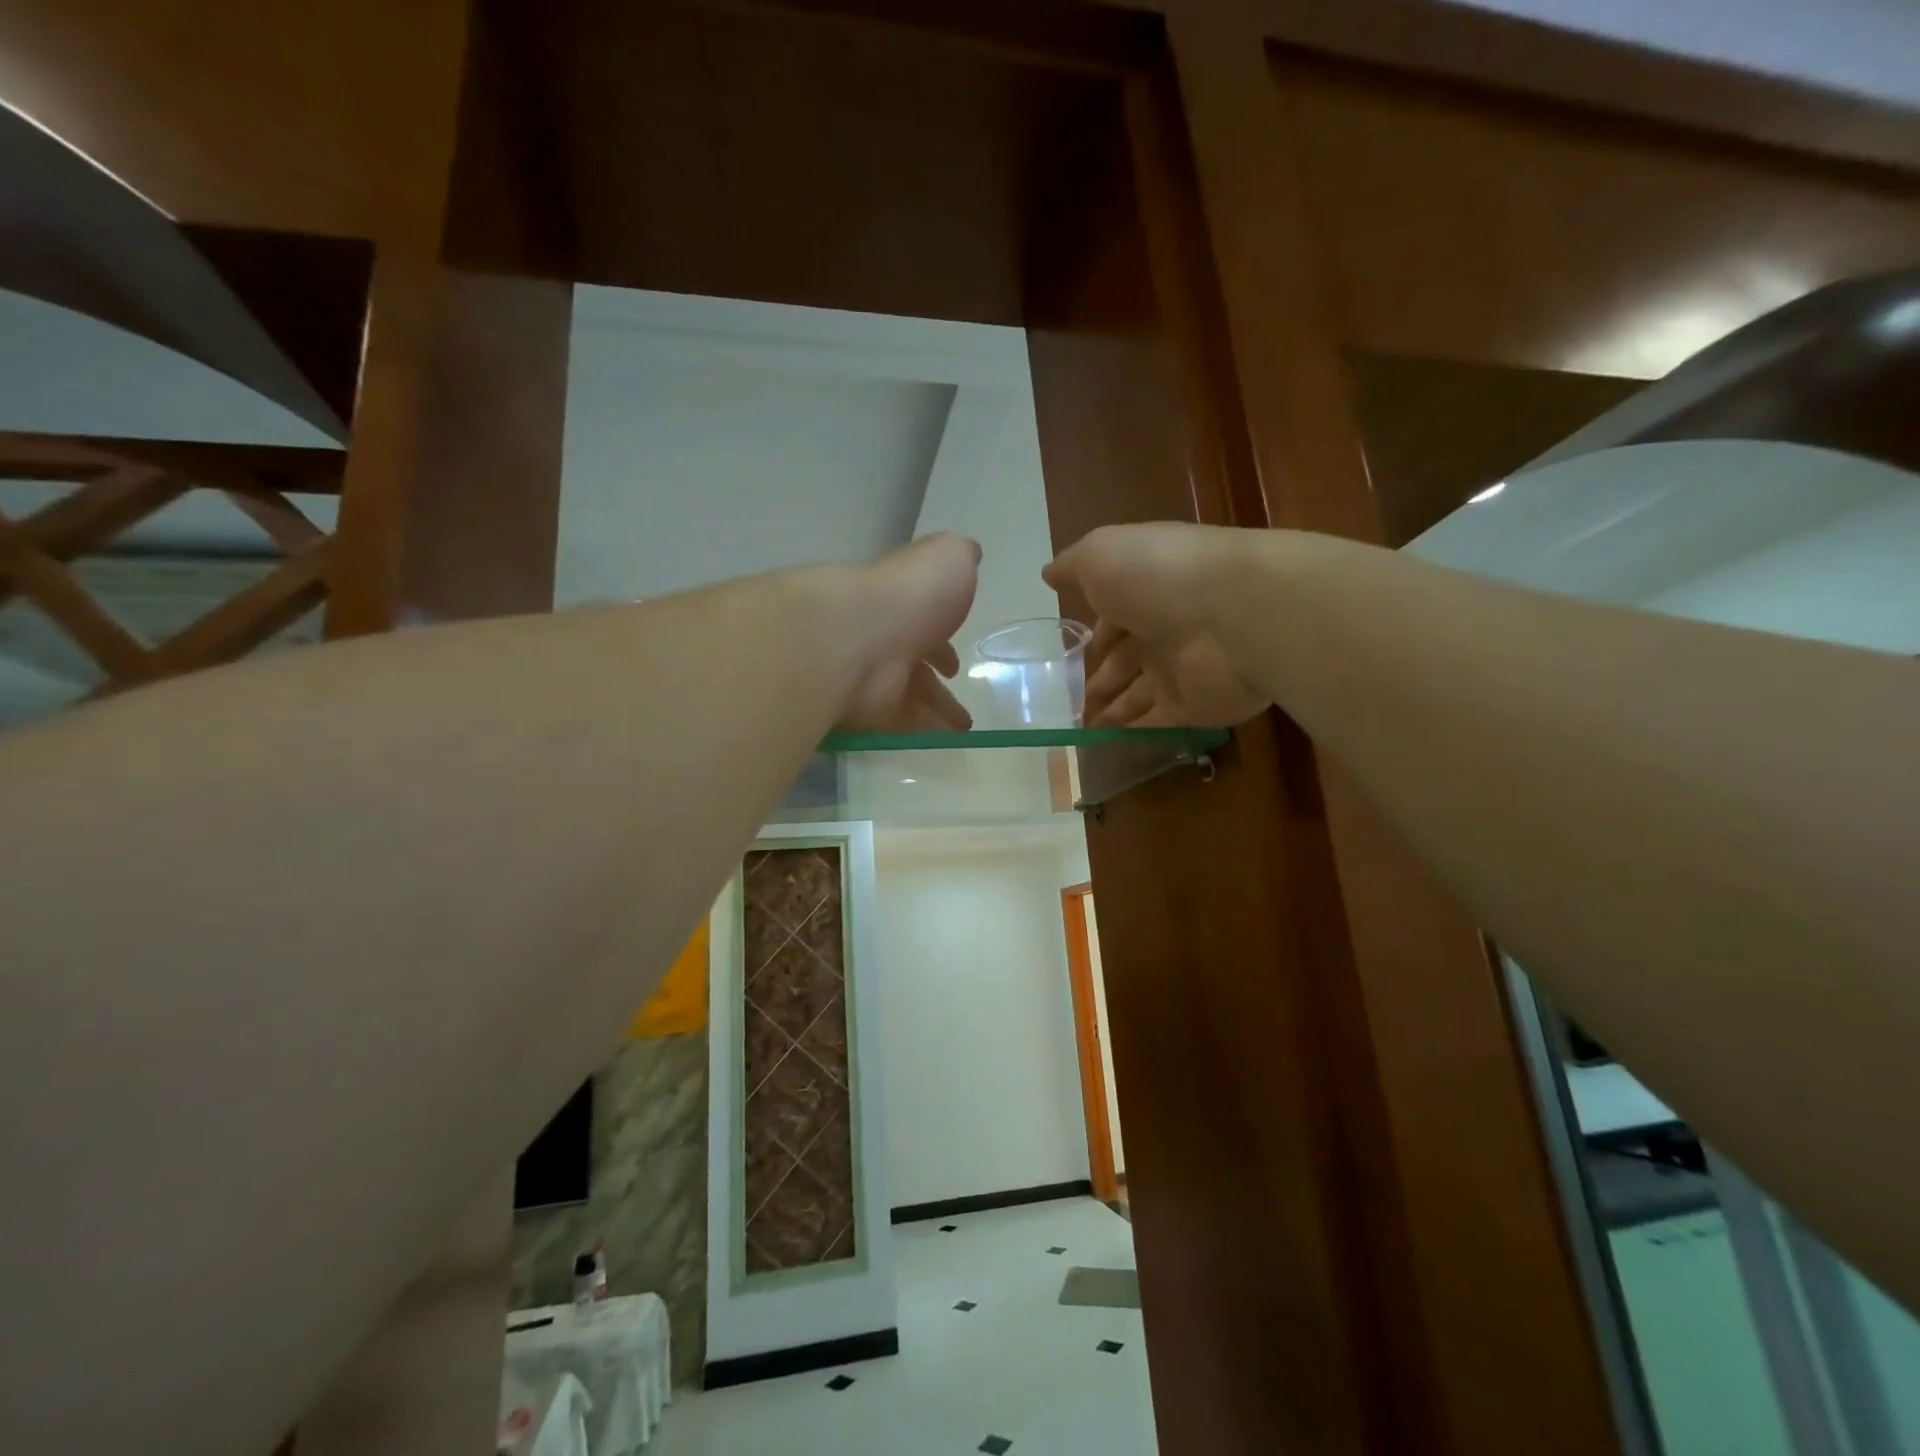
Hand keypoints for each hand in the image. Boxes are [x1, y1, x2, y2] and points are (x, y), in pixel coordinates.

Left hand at [837, 533, 980, 731]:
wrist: (857, 635)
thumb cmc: (911, 595)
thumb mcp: (948, 558)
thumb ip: (959, 556)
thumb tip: (970, 554)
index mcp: (903, 603)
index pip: (923, 624)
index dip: (943, 642)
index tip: (955, 666)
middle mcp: (884, 637)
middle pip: (915, 666)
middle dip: (938, 686)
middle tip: (962, 709)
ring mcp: (872, 675)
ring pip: (910, 698)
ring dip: (937, 713)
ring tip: (962, 731)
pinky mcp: (866, 709)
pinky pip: (899, 724)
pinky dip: (923, 732)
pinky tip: (944, 742)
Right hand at [1044, 523, 1268, 727]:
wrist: (1233, 613)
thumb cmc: (1159, 575)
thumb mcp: (1101, 554)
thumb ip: (1073, 566)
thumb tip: (1049, 574)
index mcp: (1146, 591)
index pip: (1116, 617)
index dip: (1094, 634)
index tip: (1069, 655)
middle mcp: (1165, 629)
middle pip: (1126, 660)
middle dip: (1099, 679)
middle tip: (1069, 702)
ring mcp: (1182, 670)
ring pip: (1139, 695)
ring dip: (1112, 710)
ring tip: (1080, 729)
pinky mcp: (1195, 707)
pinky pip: (1158, 724)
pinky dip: (1133, 734)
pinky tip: (1105, 745)